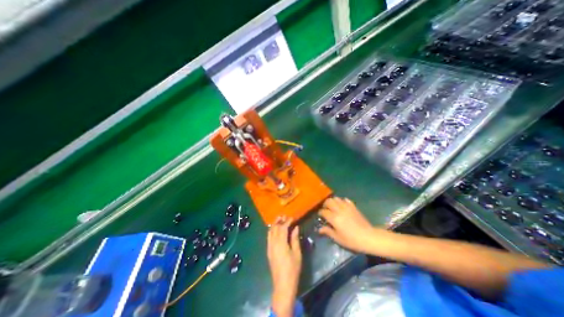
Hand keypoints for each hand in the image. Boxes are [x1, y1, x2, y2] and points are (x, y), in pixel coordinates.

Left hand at [267, 216, 300, 316]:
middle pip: (275, 228)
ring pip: (270, 232)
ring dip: (274, 225)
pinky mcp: (268, 251)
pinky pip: (268, 237)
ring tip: (280, 220)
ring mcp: (269, 247)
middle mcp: (273, 243)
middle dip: (279, 221)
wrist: (283, 285)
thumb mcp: (297, 253)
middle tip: (284, 216)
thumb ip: (295, 239)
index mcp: (281, 243)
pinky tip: (275, 230)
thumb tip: (295, 227)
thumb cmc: (293, 269)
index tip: (292, 217)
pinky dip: (271, 231)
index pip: (283, 228)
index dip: (287, 221)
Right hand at [319, 197, 380, 252]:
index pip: (323, 211)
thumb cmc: (352, 240)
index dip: (320, 213)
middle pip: (328, 201)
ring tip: (333, 206)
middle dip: (325, 204)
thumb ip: (328, 231)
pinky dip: (342, 201)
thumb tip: (319, 229)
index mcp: (334, 218)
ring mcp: (346, 207)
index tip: (320, 216)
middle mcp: (338, 210)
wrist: (368, 237)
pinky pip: (345, 200)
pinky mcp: (353, 206)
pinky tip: (342, 205)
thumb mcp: (338, 238)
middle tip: (325, 209)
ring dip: (333, 201)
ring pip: (336, 199)